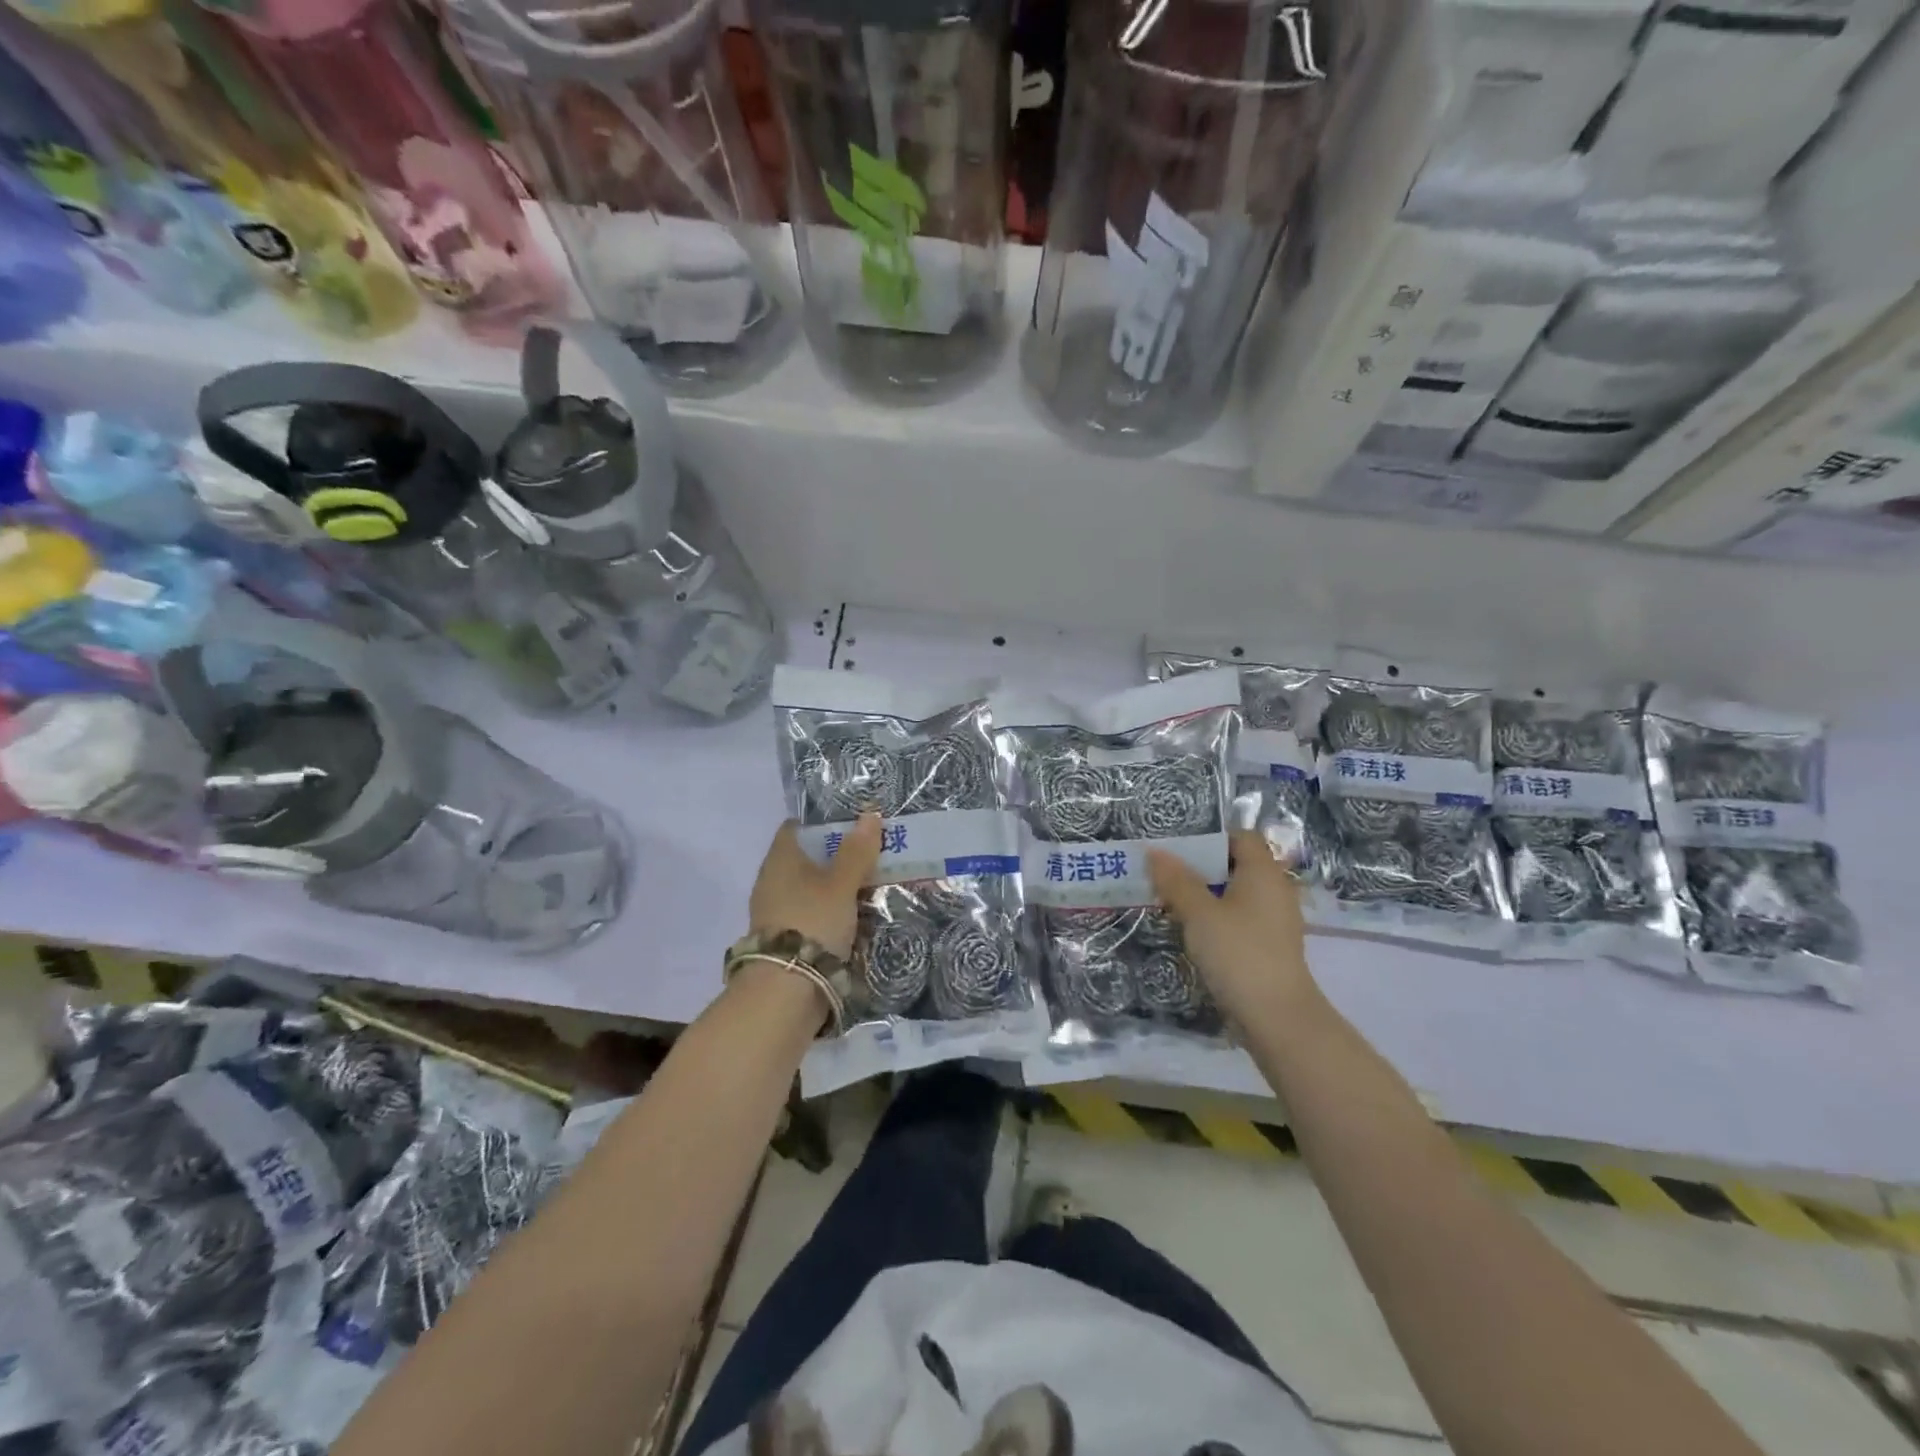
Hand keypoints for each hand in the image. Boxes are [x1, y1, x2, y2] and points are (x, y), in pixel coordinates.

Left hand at [748, 814, 881, 959]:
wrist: (786, 990)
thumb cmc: (813, 922)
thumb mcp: (841, 884)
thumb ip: (856, 852)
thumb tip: (869, 814)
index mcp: (779, 859)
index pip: (797, 828)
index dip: (824, 823)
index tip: (854, 826)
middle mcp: (772, 881)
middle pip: (807, 859)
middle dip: (837, 858)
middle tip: (872, 856)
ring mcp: (775, 912)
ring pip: (811, 889)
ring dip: (836, 888)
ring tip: (871, 888)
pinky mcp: (784, 939)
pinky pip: (811, 914)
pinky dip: (831, 913)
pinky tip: (855, 918)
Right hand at [1148, 830, 1318, 1027]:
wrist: (1277, 1017)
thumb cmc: (1238, 953)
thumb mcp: (1199, 913)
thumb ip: (1176, 880)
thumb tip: (1154, 851)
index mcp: (1264, 872)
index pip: (1241, 837)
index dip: (1210, 838)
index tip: (1177, 849)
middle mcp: (1275, 890)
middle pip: (1236, 865)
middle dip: (1200, 867)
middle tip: (1164, 874)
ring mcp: (1275, 920)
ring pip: (1235, 894)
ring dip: (1205, 895)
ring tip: (1170, 902)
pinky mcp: (1269, 946)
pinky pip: (1240, 918)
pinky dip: (1217, 917)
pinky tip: (1192, 931)